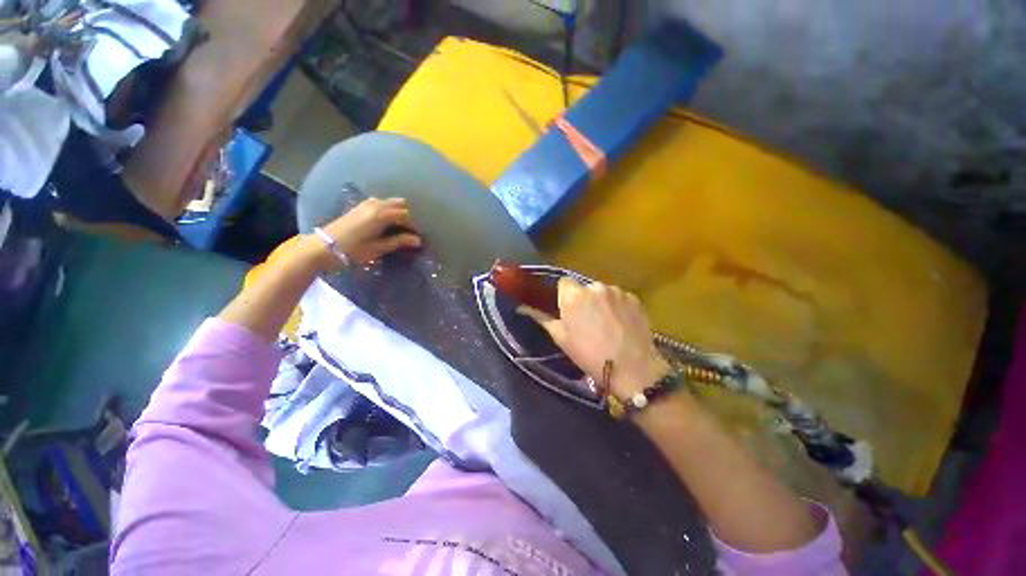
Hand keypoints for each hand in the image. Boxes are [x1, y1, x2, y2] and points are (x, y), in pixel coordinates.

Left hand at [306, 197, 420, 271]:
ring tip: (398, 228)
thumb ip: (398, 242)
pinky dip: (388, 210)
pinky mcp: (360, 206)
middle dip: (407, 216)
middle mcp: (376, 204)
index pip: (406, 215)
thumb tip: (417, 240)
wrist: (323, 247)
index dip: (414, 226)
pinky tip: (386, 223)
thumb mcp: (378, 248)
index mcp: (382, 215)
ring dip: (398, 212)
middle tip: (408, 232)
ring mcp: (367, 203)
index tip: (416, 238)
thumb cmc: (353, 250)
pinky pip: (381, 203)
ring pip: (391, 202)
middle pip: (401, 204)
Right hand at [520, 278, 671, 397]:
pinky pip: (618, 296)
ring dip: (600, 301)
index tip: (566, 310)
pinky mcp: (633, 297)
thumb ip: (542, 318)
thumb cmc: (590, 355)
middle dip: (582, 299)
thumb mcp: (561, 338)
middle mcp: (594, 286)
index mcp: (573, 296)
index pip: (563, 282)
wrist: (633, 368)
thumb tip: (522, 307)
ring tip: (606, 323)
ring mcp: (616, 291)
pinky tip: (620, 323)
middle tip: (586, 320)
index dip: (564, 296)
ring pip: (601, 291)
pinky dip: (616, 305)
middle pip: (583, 287)